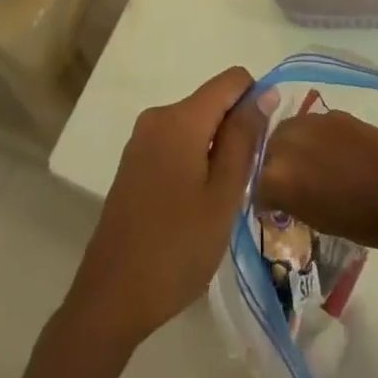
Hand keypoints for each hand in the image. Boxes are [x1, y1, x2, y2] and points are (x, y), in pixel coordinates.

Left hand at [64, 66, 260, 351]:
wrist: (112, 297)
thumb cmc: (177, 248)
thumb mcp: (223, 194)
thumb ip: (244, 138)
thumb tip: (265, 92)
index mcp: (181, 118)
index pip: (232, 80)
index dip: (255, 102)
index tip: (260, 147)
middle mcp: (158, 116)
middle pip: (213, 103)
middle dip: (235, 133)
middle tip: (240, 186)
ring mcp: (141, 139)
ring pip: (196, 125)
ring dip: (216, 151)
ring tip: (218, 202)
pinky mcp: (134, 162)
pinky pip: (176, 143)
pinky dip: (194, 162)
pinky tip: (193, 207)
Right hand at [256, 110, 377, 253]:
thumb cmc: (361, 222)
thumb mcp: (315, 219)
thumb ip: (289, 198)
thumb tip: (279, 191)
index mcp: (279, 175)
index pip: (255, 182)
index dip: (264, 196)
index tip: (273, 205)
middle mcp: (288, 141)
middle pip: (267, 148)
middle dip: (274, 164)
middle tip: (290, 183)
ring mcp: (313, 122)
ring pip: (289, 131)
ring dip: (293, 147)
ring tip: (310, 165)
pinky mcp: (336, 113)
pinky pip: (314, 125)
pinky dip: (316, 138)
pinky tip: (331, 154)